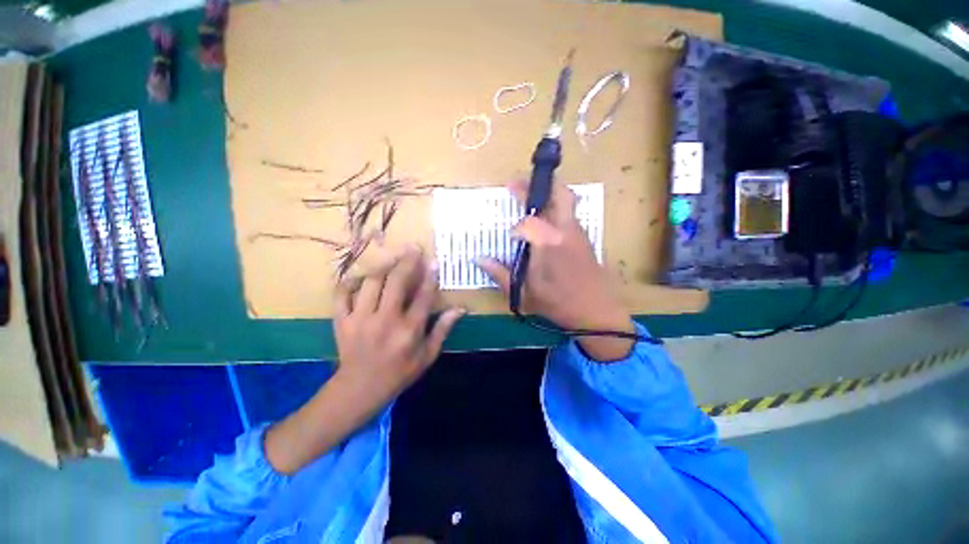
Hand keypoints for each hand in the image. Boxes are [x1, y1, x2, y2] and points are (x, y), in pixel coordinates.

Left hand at [266, 247, 463, 474]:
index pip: (423, 296)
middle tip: (413, 248)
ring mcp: (360, 319)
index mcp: (409, 330)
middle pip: (396, 282)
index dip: (430, 276)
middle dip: (406, 261)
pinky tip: (360, 277)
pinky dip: (350, 281)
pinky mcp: (341, 320)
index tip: (434, 260)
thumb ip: (443, 329)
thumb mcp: (428, 355)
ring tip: (392, 259)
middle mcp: (385, 320)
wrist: (359, 389)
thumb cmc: (399, 372)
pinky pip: (342, 293)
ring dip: (383, 267)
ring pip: (370, 282)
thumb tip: (460, 308)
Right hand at [476, 180, 634, 361]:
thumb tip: (478, 259)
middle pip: (558, 193)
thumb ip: (500, 273)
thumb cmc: (558, 304)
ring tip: (529, 199)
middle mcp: (566, 230)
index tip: (509, 236)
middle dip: (537, 185)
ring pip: (567, 201)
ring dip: (548, 194)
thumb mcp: (524, 293)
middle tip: (516, 184)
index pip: (528, 221)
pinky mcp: (584, 238)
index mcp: (548, 242)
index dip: (516, 227)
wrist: (597, 313)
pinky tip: (544, 223)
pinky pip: (569, 214)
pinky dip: (556, 208)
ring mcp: (578, 232)